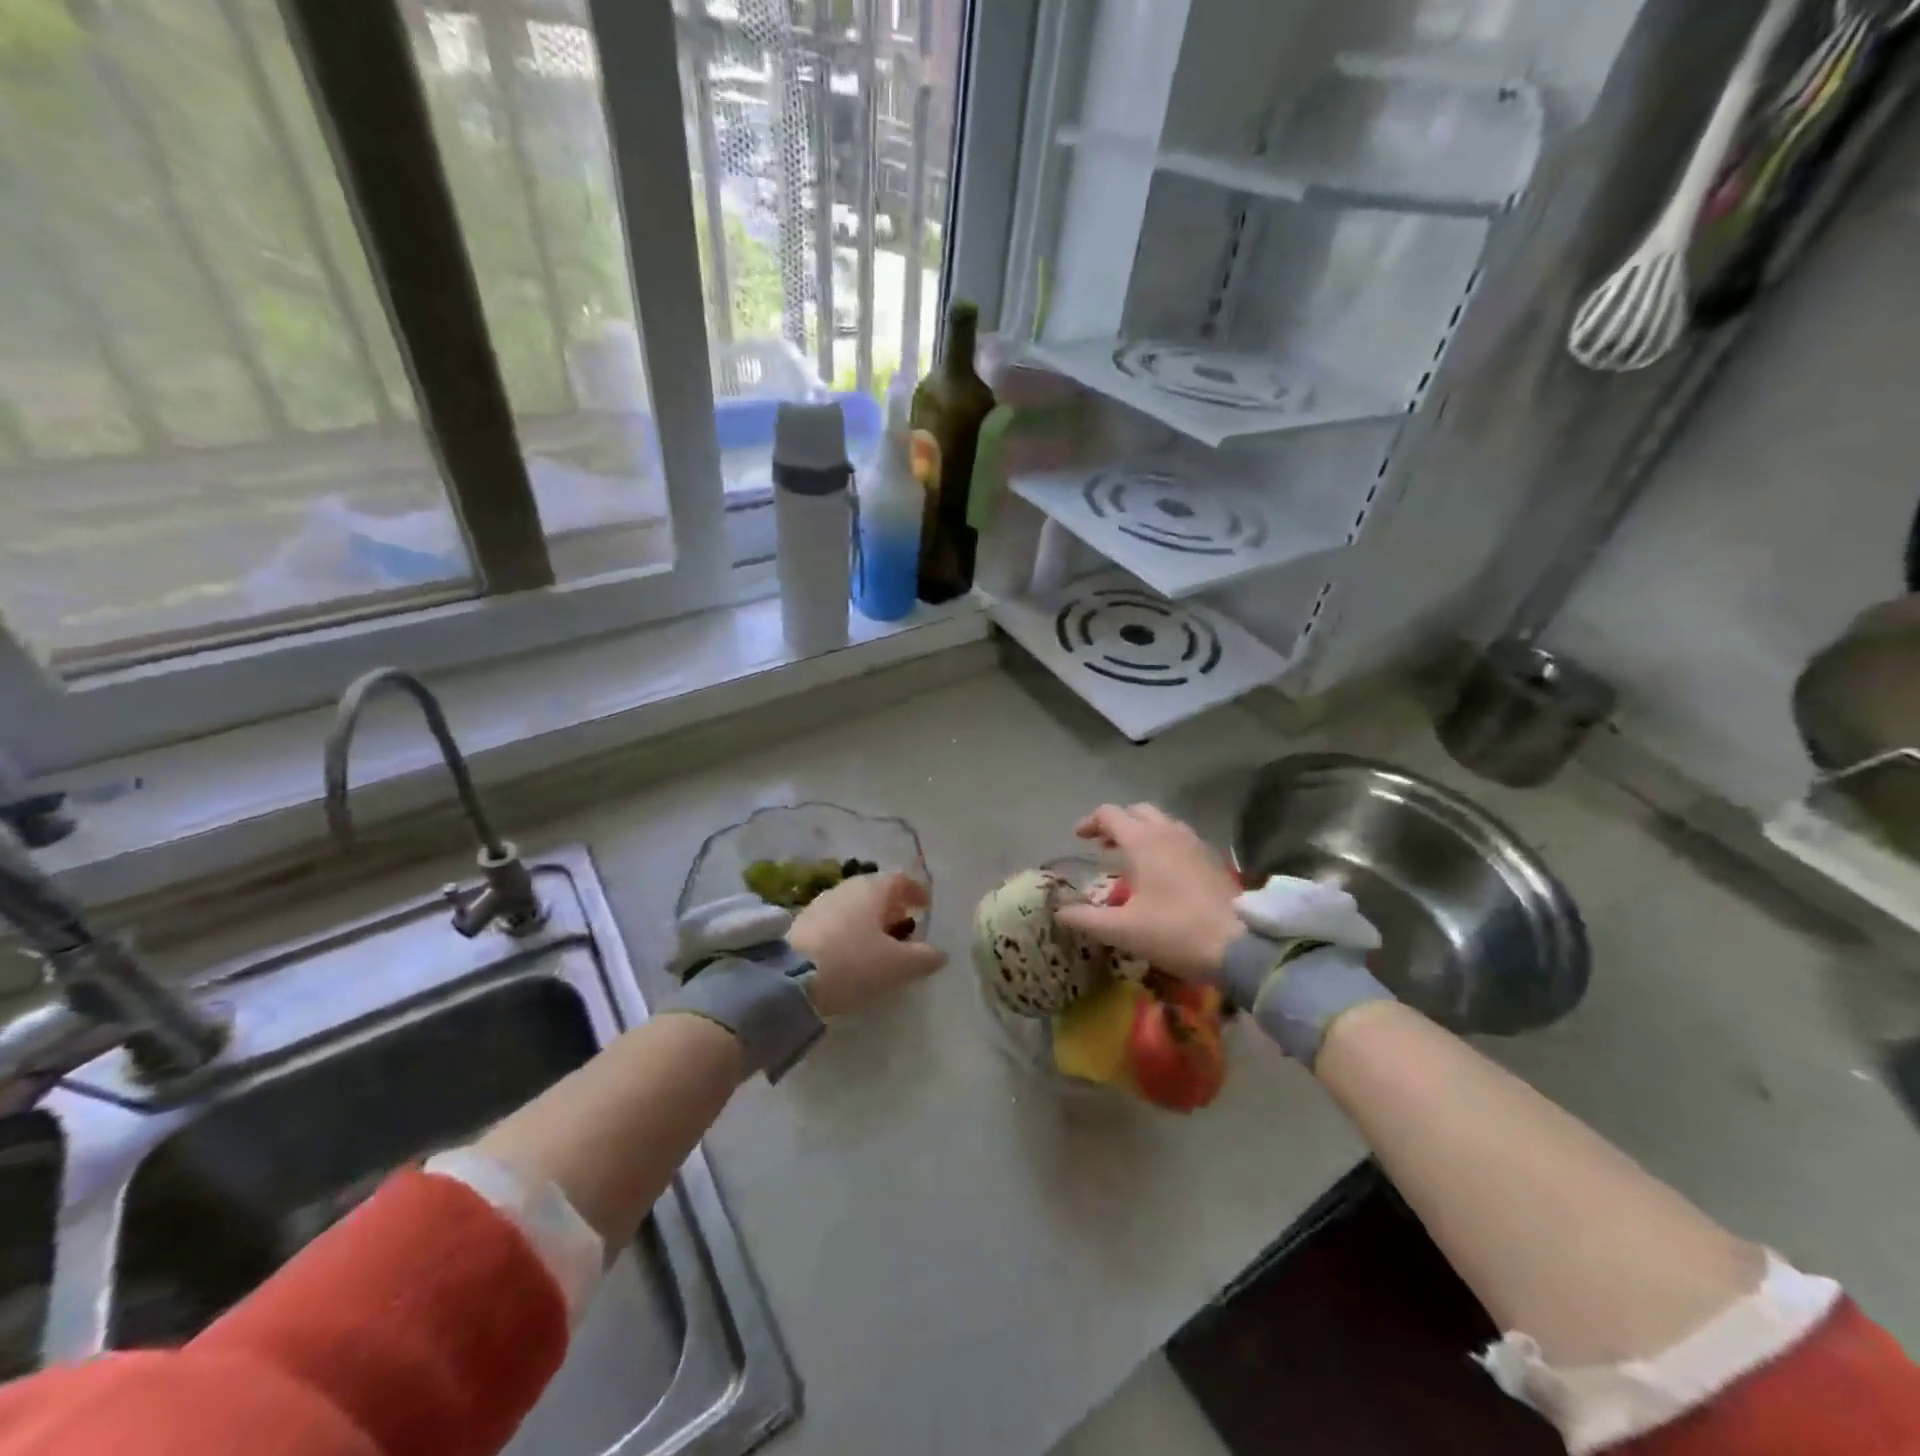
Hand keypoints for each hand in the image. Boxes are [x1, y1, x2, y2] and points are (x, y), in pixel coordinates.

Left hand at [789, 873, 946, 1016]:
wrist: (789, 978)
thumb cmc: (853, 963)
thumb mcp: (896, 966)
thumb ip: (923, 958)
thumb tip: (940, 953)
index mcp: (873, 890)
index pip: (900, 879)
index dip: (916, 891)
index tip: (925, 906)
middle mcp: (847, 888)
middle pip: (876, 891)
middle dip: (892, 907)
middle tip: (904, 926)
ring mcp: (822, 902)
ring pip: (855, 904)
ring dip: (870, 918)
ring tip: (879, 942)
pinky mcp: (802, 921)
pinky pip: (836, 918)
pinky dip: (850, 928)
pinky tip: (850, 950)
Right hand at [1052, 804, 1241, 980]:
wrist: (1242, 946)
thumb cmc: (1175, 931)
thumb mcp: (1122, 930)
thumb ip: (1085, 918)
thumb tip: (1058, 911)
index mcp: (1143, 841)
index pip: (1109, 814)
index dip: (1090, 822)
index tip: (1078, 839)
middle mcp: (1169, 832)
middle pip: (1138, 811)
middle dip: (1117, 823)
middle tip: (1104, 846)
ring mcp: (1195, 843)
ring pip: (1163, 822)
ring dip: (1142, 832)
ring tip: (1131, 858)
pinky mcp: (1213, 859)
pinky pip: (1181, 838)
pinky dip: (1164, 844)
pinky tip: (1163, 873)